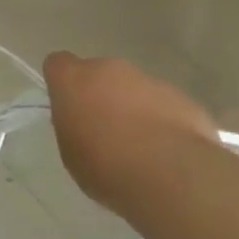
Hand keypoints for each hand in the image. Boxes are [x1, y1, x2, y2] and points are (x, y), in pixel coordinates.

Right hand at [44, 51, 218, 213]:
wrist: (169, 175)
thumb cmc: (106, 167)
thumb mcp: (71, 154)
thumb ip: (73, 127)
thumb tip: (84, 121)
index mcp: (74, 80)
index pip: (58, 64)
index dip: (62, 83)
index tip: (68, 108)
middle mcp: (109, 69)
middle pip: (98, 74)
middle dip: (100, 95)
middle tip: (105, 133)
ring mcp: (148, 79)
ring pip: (133, 88)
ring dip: (133, 108)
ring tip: (141, 149)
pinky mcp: (180, 96)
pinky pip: (164, 105)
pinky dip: (162, 122)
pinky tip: (167, 153)